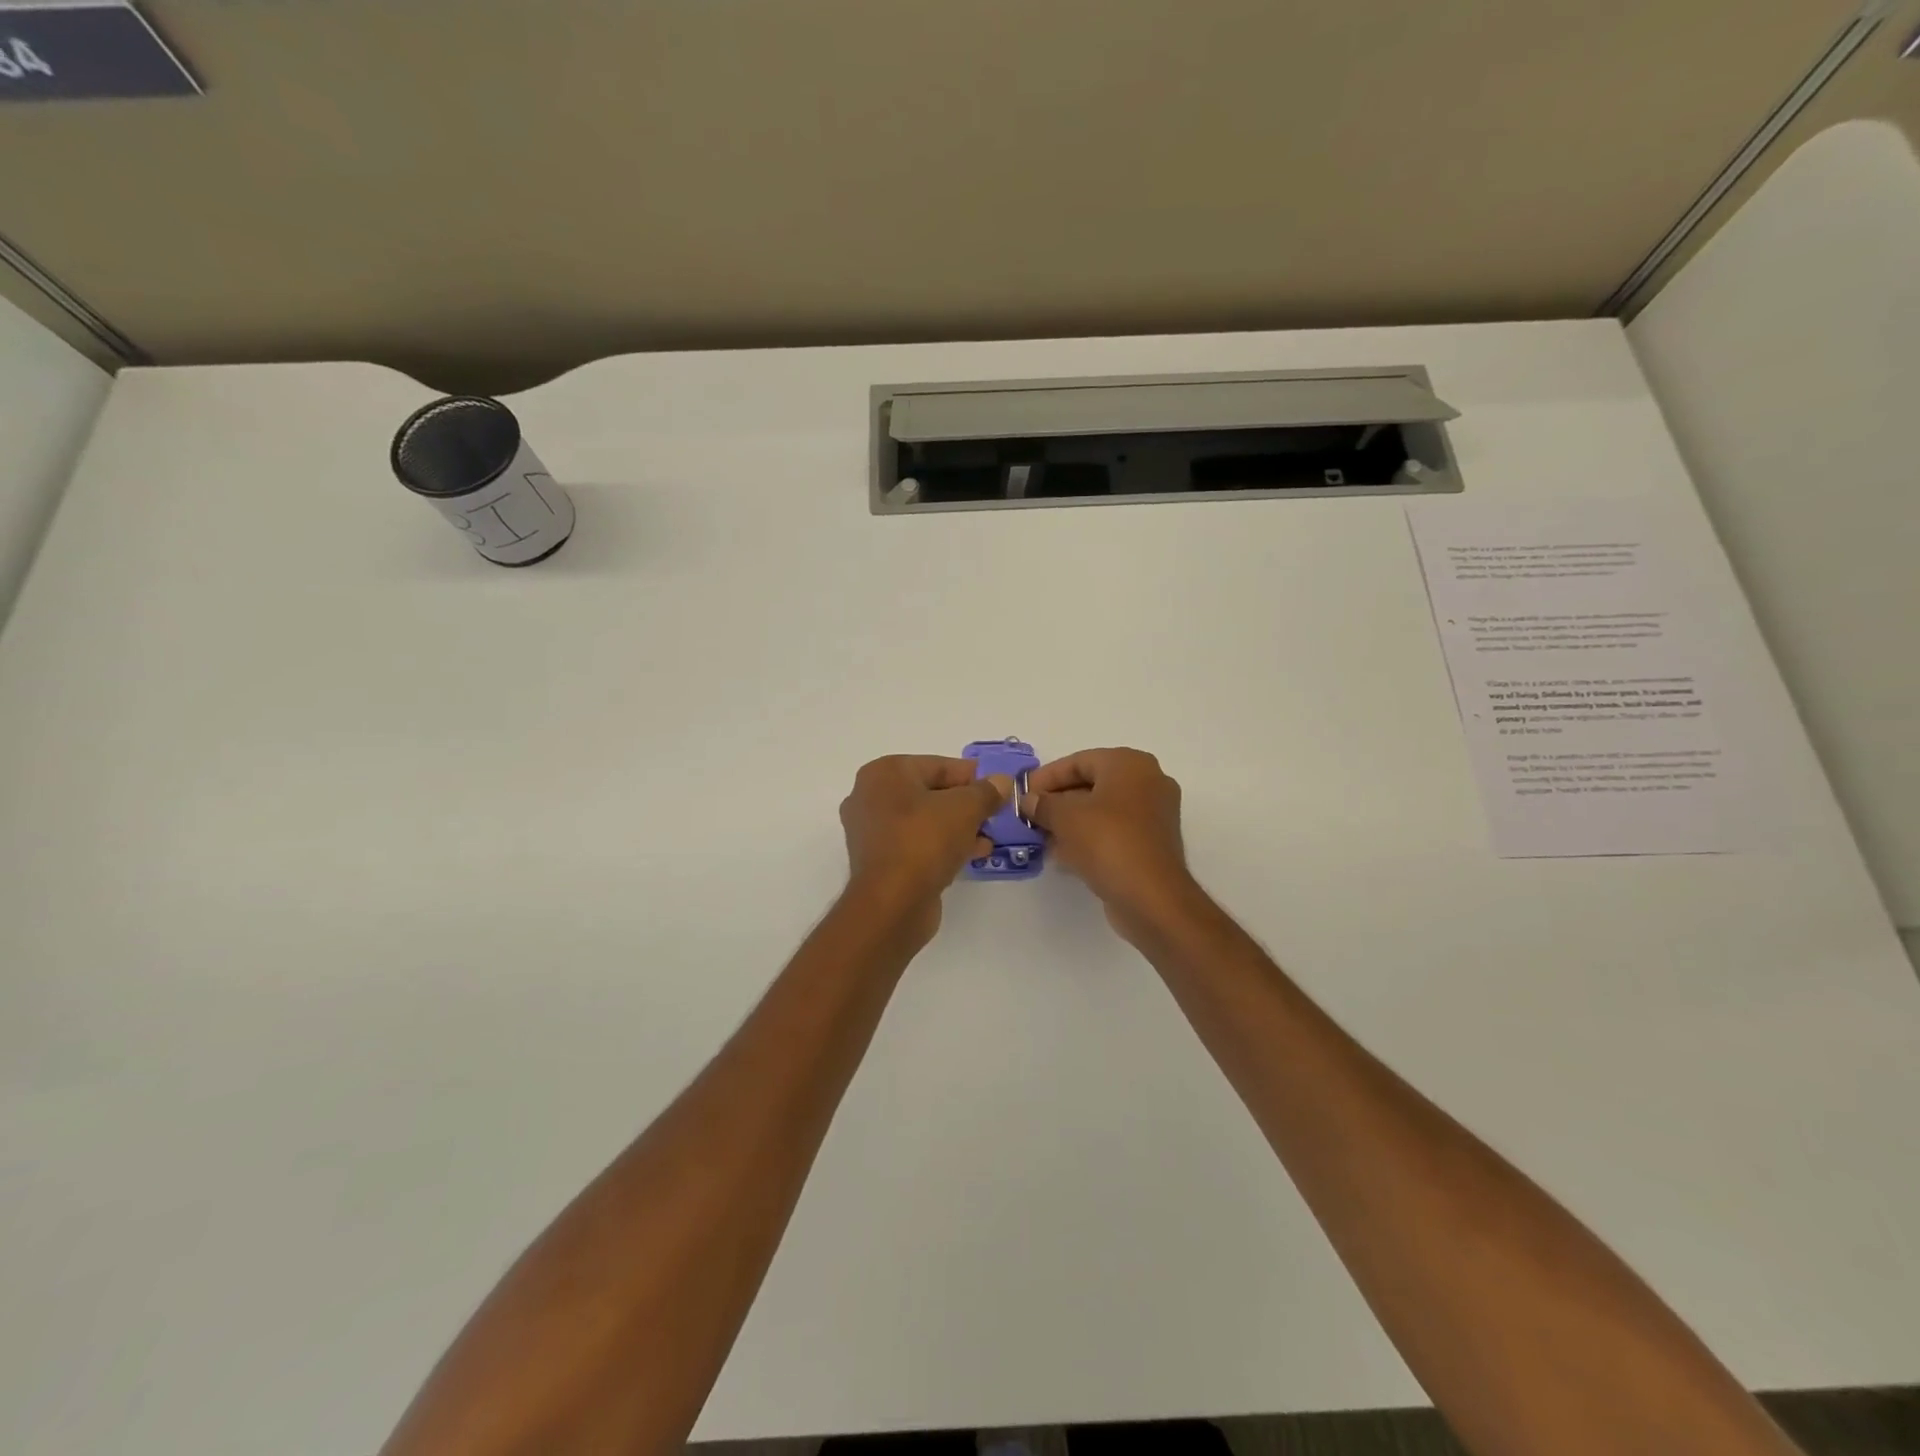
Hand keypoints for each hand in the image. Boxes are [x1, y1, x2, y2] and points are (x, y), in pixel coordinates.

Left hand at [840, 756, 1011, 939]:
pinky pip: (917, 843)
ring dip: (958, 827)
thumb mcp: (965, 809)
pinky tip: (973, 854)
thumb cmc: (924, 841)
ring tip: (990, 837)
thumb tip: (1002, 781)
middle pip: (930, 793)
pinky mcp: (879, 861)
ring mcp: (871, 831)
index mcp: (884, 773)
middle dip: (966, 804)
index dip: (972, 776)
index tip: (999, 787)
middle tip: (996, 813)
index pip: (937, 766)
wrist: (891, 904)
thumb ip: (986, 791)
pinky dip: (943, 845)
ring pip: (924, 821)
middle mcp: (870, 797)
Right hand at [1023, 748, 1194, 930]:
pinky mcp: (1151, 844)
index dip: (1046, 777)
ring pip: (1101, 811)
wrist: (1150, 897)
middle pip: (1091, 785)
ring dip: (1070, 822)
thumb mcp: (1065, 817)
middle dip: (1057, 801)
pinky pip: (1112, 832)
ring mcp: (1153, 815)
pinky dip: (1088, 839)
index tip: (1023, 794)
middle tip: (1029, 816)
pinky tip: (1061, 855)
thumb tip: (1029, 801)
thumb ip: (1042, 804)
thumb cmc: (1107, 842)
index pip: (1079, 761)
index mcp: (1130, 764)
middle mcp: (1147, 782)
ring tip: (1040, 837)